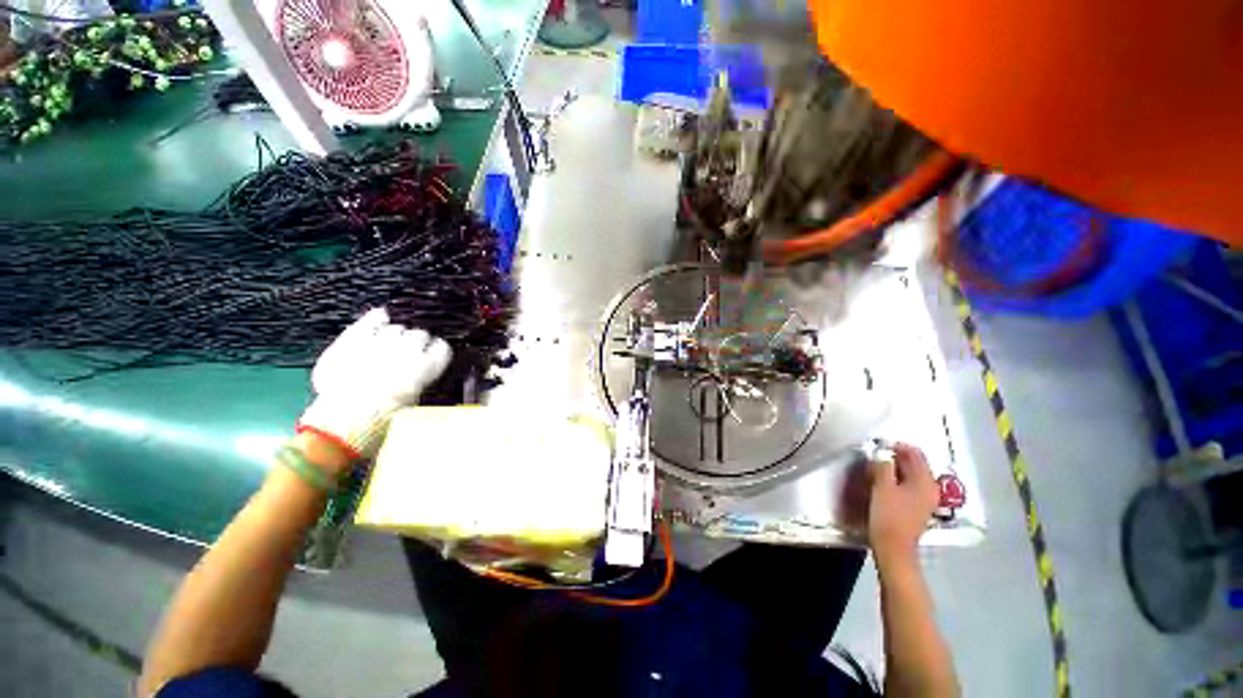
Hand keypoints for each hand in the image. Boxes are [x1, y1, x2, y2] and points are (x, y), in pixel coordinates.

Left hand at [298, 308, 450, 459]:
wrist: (342, 424)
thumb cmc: (383, 422)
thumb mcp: (414, 405)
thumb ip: (421, 381)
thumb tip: (422, 370)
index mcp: (425, 368)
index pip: (441, 348)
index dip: (436, 352)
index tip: (431, 357)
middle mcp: (407, 350)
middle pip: (420, 334)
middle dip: (416, 343)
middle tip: (407, 354)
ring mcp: (380, 342)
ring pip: (397, 326)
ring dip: (396, 333)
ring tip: (389, 344)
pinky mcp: (355, 339)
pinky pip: (371, 319)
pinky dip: (377, 318)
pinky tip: (380, 318)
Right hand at [867, 443, 939, 564]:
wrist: (893, 549)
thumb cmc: (888, 516)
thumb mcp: (882, 487)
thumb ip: (883, 465)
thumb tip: (882, 453)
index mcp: (925, 481)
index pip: (915, 454)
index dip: (897, 446)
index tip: (878, 444)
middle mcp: (930, 488)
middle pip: (915, 464)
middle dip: (895, 457)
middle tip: (875, 456)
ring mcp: (925, 499)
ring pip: (910, 475)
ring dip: (894, 469)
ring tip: (875, 468)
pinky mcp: (917, 508)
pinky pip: (908, 485)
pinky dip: (896, 480)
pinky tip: (882, 483)